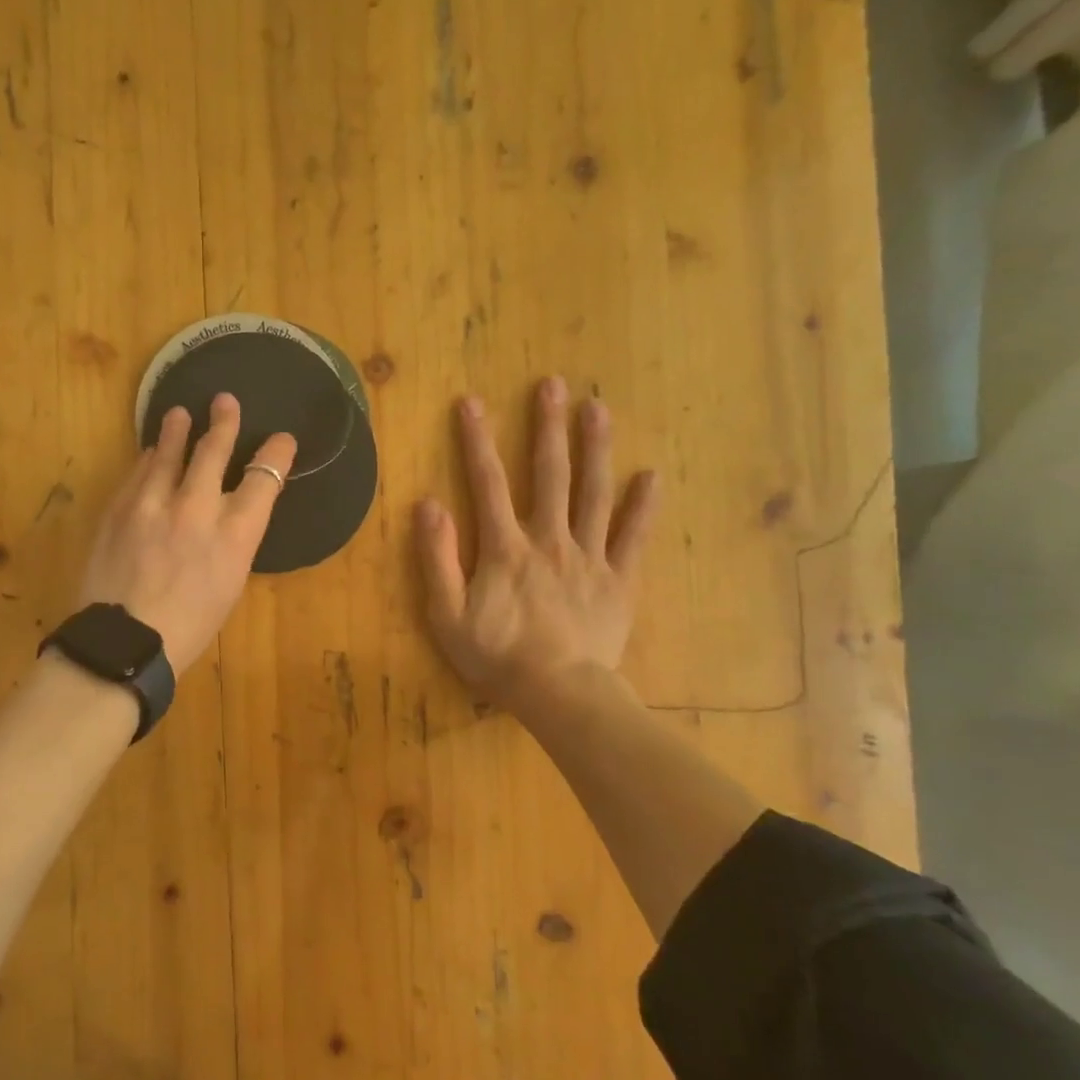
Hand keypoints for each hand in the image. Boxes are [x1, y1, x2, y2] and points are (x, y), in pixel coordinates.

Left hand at [79, 394, 296, 675]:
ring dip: (176, 430)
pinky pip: (137, 473)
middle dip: (223, 422)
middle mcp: (197, 509)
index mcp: (235, 535)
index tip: (281, 440)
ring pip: (168, 453)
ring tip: (179, 414)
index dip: (277, 454)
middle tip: (224, 401)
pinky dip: (147, 460)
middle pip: (214, 451)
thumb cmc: (189, 627)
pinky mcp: (119, 509)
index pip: (265, 478)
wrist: (125, 643)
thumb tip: (228, 512)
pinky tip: (148, 453)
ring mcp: (153, 504)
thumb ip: (233, 540)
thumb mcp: (230, 585)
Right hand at [417, 378, 657, 717]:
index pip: (487, 483)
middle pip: (548, 475)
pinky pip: (632, 537)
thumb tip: (428, 505)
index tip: (471, 402)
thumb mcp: (447, 615)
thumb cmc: (497, 656)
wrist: (559, 694)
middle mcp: (548, 539)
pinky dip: (642, 506)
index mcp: (504, 548)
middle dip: (547, 428)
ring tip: (598, 409)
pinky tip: (651, 475)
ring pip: (593, 494)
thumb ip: (437, 559)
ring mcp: (588, 556)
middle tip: (553, 385)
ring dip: (594, 449)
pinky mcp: (618, 579)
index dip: (476, 441)